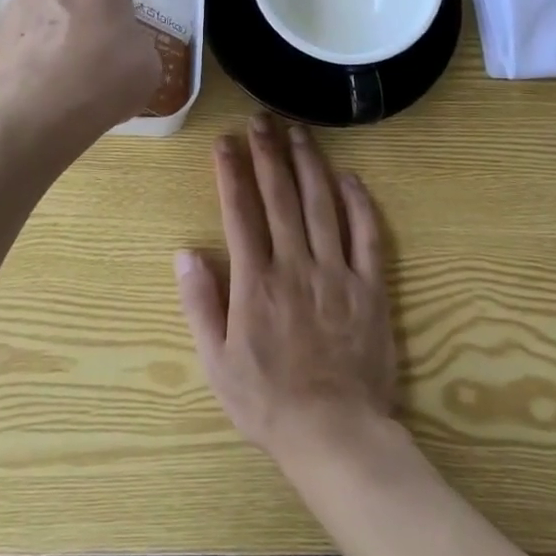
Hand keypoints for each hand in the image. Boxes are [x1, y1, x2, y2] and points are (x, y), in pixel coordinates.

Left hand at [0, 0, 160, 140]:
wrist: (31, 114)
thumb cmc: (101, 80)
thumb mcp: (149, 67)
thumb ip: (137, 45)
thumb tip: (121, 47)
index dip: (123, 15)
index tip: (123, 43)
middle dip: (88, 20)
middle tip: (95, 59)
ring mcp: (20, 3)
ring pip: (49, 16)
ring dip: (57, 36)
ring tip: (62, 79)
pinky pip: (25, 39)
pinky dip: (32, 55)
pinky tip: (39, 87)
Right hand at [175, 113, 397, 472]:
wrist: (335, 435)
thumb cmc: (268, 401)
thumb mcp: (217, 362)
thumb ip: (200, 304)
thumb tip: (185, 252)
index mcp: (255, 281)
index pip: (240, 212)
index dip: (230, 173)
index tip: (224, 142)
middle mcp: (295, 265)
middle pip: (280, 196)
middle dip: (267, 153)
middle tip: (260, 120)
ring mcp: (336, 273)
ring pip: (321, 204)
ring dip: (308, 163)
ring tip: (298, 131)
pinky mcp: (370, 287)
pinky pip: (367, 236)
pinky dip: (359, 203)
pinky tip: (350, 176)